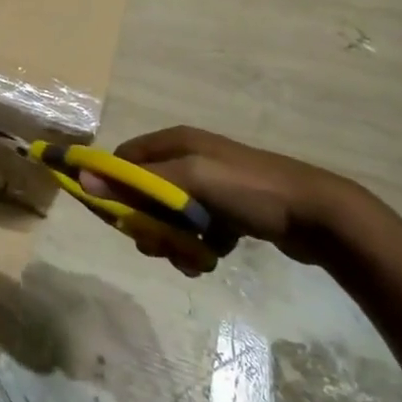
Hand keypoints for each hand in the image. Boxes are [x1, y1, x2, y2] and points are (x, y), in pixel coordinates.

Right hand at [82, 126, 367, 272]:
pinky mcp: (229, 210)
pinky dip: (197, 247)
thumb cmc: (249, 190)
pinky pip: (196, 231)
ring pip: (170, 217)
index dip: (114, 186)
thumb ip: (138, 182)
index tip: (117, 218)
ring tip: (193, 259)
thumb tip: (82, 177)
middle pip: (145, 193)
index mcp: (176, 142)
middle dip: (148, 223)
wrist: (319, 215)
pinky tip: (211, 259)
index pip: (124, 159)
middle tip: (159, 246)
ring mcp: (210, 185)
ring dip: (173, 242)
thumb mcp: (190, 180)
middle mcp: (188, 157)